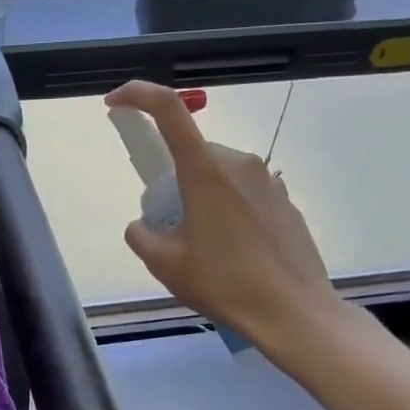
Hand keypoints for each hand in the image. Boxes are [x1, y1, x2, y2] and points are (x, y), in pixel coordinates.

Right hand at [106, 81, 352, 363]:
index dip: (137, 96)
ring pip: (217, 174)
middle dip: (172, 180)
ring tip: (204, 247)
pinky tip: (235, 253)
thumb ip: (141, 235)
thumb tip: (143, 224)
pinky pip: (243, 193)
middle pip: (191, 153)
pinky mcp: (285, 201)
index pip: (168, 110)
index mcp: (205, 170)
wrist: (294, 313)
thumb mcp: (165, 264)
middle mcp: (239, 163)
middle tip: (169, 226)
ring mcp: (268, 180)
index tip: (115, 103)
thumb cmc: (224, 283)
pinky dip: (227, 210)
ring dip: (201, 196)